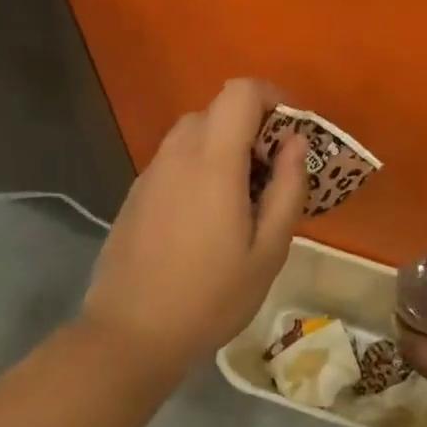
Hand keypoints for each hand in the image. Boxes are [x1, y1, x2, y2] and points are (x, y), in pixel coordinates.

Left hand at [82, 78, 308, 377]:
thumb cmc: (210, 297)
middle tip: (271, 176)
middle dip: (251, 128)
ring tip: (241, 200)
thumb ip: (287, 189)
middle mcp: (177, 155)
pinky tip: (205, 219)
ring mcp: (150, 173)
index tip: (291, 133)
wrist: (131, 334)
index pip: (240, 92)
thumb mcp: (268, 252)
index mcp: (212, 162)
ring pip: (192, 134)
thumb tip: (296, 142)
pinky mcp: (136, 194)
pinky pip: (174, 160)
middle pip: (216, 110)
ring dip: (223, 148)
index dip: (271, 97)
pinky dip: (199, 167)